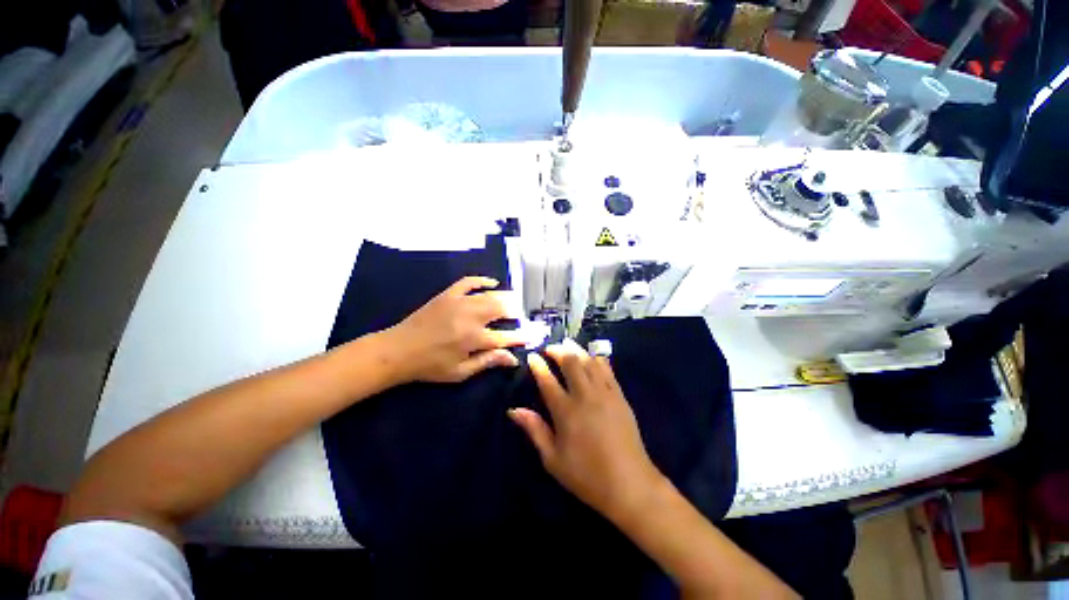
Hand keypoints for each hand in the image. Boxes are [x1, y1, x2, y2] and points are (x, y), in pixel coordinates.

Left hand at [383, 276, 525, 383]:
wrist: (398, 350)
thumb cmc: (430, 366)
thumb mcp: (460, 372)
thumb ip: (488, 362)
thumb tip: (513, 359)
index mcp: (474, 339)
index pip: (506, 337)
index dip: (522, 337)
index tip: (533, 336)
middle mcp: (471, 317)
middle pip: (502, 309)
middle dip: (516, 312)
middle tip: (521, 317)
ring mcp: (459, 302)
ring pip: (490, 295)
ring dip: (505, 297)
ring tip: (514, 301)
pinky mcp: (448, 295)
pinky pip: (469, 282)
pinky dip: (482, 280)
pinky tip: (492, 283)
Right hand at [509, 340, 664, 521]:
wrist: (629, 484)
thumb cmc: (586, 475)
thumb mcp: (553, 459)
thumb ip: (534, 430)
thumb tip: (514, 410)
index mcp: (565, 411)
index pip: (547, 380)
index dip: (538, 366)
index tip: (533, 356)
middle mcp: (585, 396)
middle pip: (571, 362)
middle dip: (558, 350)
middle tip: (550, 348)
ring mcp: (605, 393)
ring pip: (589, 361)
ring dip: (577, 350)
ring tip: (568, 345)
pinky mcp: (620, 396)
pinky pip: (608, 369)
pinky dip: (597, 358)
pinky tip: (592, 357)